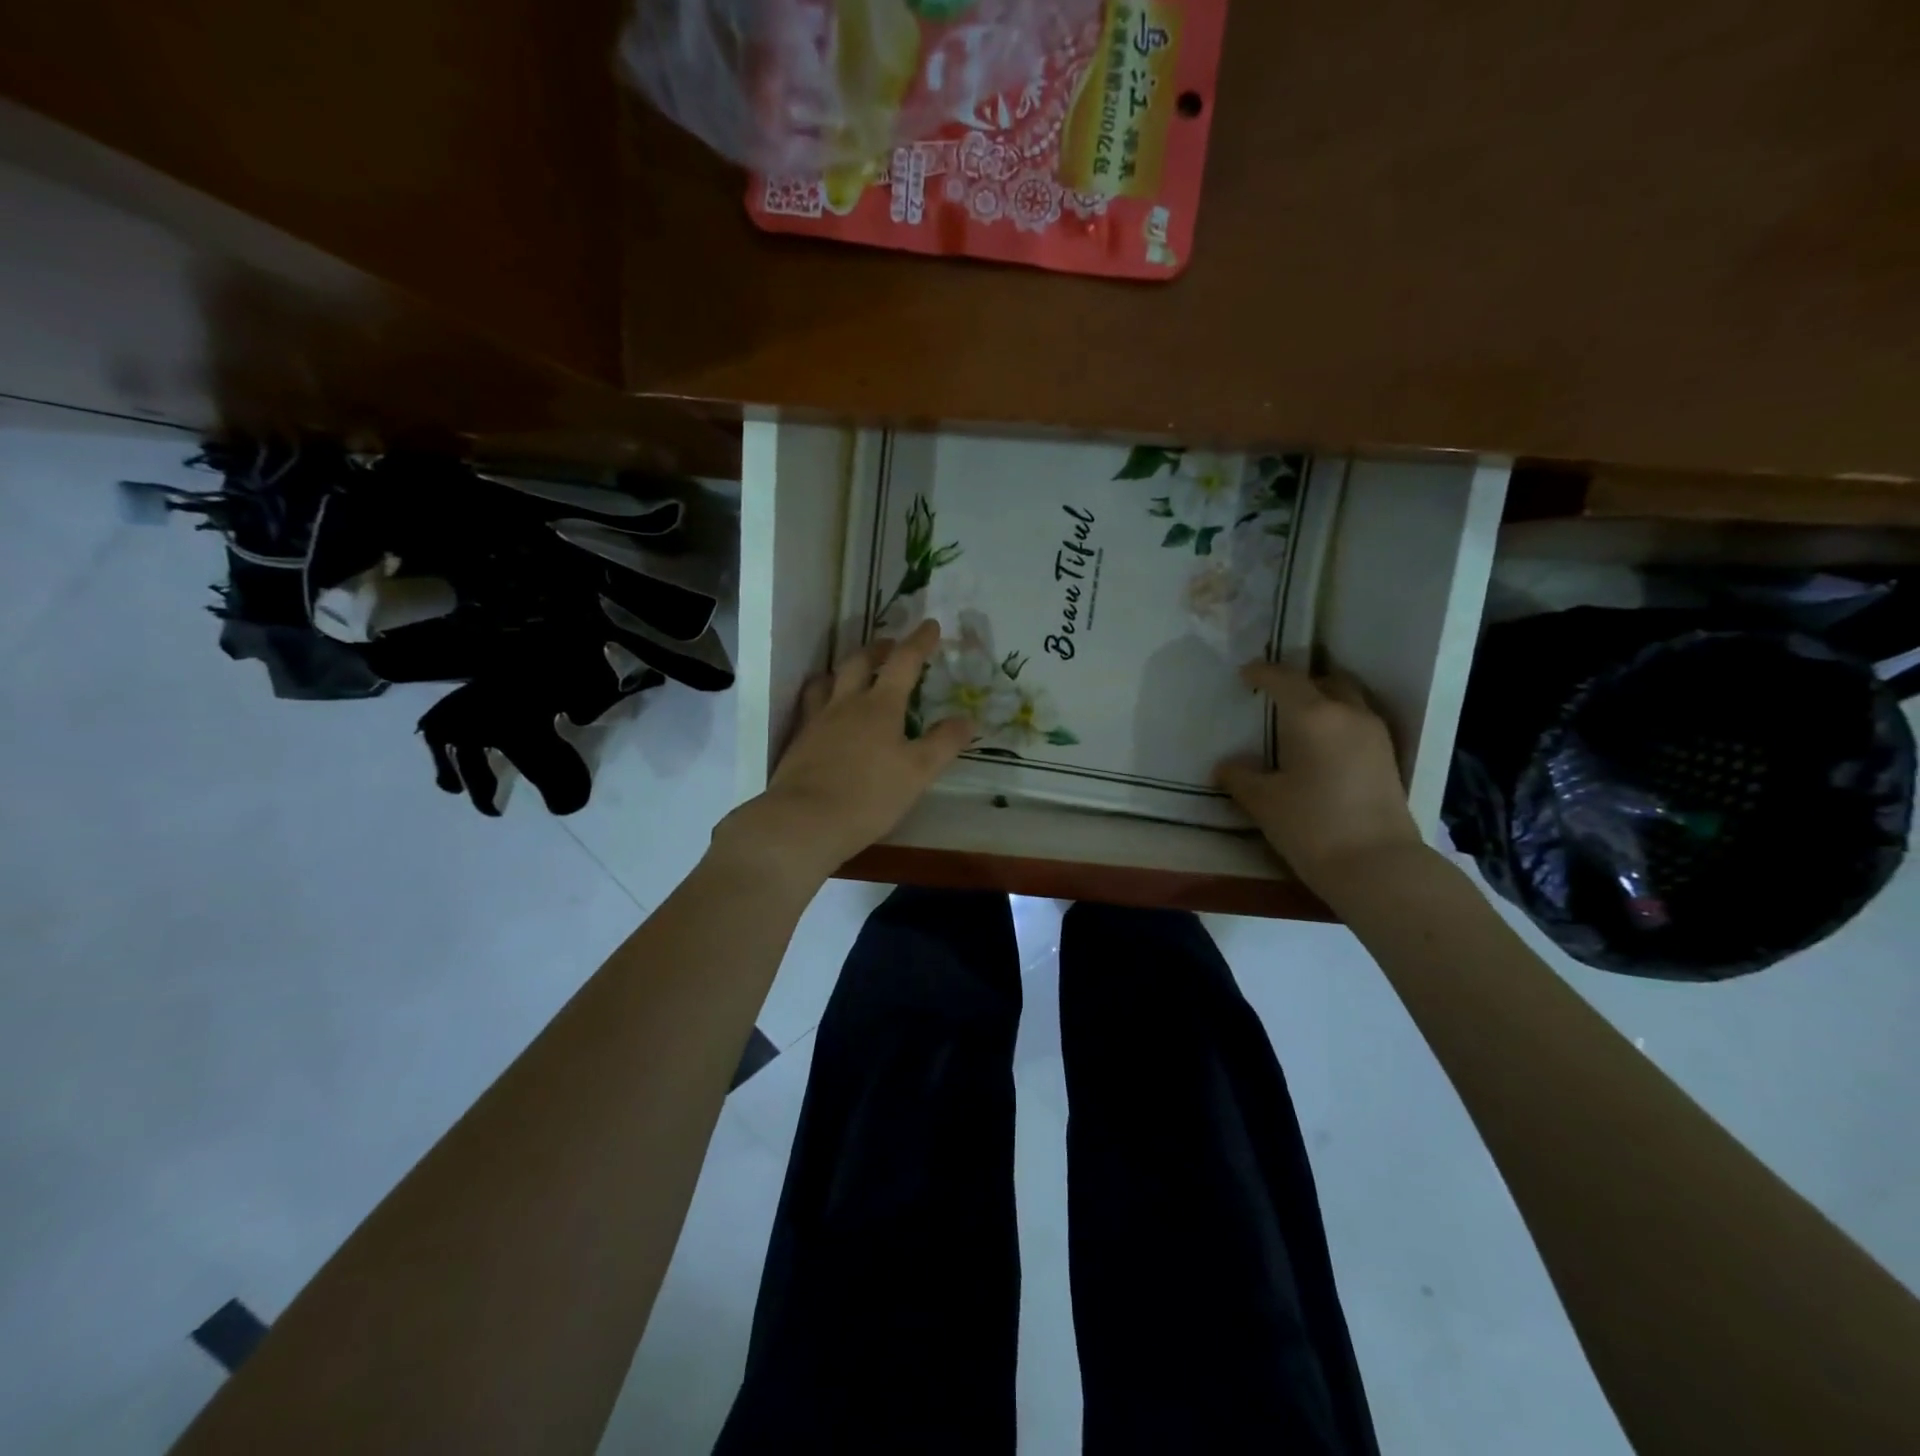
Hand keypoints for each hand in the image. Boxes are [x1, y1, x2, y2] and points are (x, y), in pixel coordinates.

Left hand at [712, 619, 973, 888]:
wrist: (804, 821)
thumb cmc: (869, 796)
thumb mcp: (918, 773)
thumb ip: (943, 743)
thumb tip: (968, 719)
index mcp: (880, 706)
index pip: (903, 663)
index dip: (919, 642)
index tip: (930, 625)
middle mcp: (846, 704)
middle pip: (859, 663)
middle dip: (878, 649)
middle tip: (890, 645)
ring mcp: (817, 721)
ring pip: (828, 681)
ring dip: (843, 670)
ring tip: (851, 672)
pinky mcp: (798, 742)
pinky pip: (809, 706)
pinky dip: (821, 697)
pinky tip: (824, 711)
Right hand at [1216, 661, 1424, 898]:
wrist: (1377, 866)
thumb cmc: (1312, 825)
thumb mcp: (1263, 801)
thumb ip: (1240, 776)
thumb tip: (1227, 766)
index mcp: (1313, 715)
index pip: (1284, 679)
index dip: (1262, 673)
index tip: (1245, 675)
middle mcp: (1348, 714)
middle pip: (1324, 681)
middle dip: (1299, 683)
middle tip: (1275, 697)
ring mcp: (1374, 734)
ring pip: (1347, 700)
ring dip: (1323, 701)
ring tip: (1297, 721)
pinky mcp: (1388, 757)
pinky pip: (1358, 722)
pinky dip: (1338, 722)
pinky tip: (1321, 747)